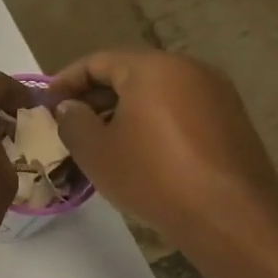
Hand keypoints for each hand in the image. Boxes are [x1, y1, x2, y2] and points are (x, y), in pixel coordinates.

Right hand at [49, 49, 277, 250]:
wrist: (230, 215)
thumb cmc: (152, 175)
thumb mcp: (96, 150)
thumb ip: (73, 121)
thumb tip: (70, 107)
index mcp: (152, 67)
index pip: (97, 61)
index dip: (66, 81)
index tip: (46, 104)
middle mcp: (188, 69)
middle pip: (129, 74)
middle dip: (95, 97)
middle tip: (69, 124)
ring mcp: (215, 94)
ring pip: (155, 93)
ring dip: (123, 112)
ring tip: (100, 142)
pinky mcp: (230, 120)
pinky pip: (178, 111)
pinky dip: (151, 123)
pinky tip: (137, 153)